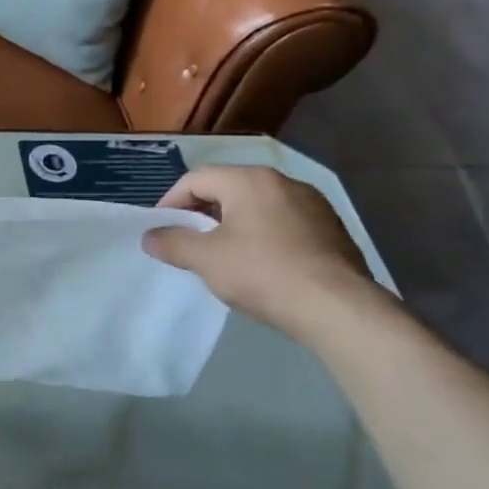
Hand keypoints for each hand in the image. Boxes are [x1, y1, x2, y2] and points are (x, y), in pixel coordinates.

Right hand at [141, 165, 376, 339]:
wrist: (338, 309)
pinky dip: (263, 237)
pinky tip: (260, 266)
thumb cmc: (263, 273)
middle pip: (228, 189)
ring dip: (233, 225)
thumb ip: (172, 243)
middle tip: (188, 243)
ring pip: (257, 207)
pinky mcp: (332, 230)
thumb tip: (150, 236)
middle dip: (202, 214)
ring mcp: (313, 205)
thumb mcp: (205, 259)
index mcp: (250, 180)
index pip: (196, 179)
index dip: (171, 203)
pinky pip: (284, 224)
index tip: (161, 230)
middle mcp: (284, 182)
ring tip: (222, 256)